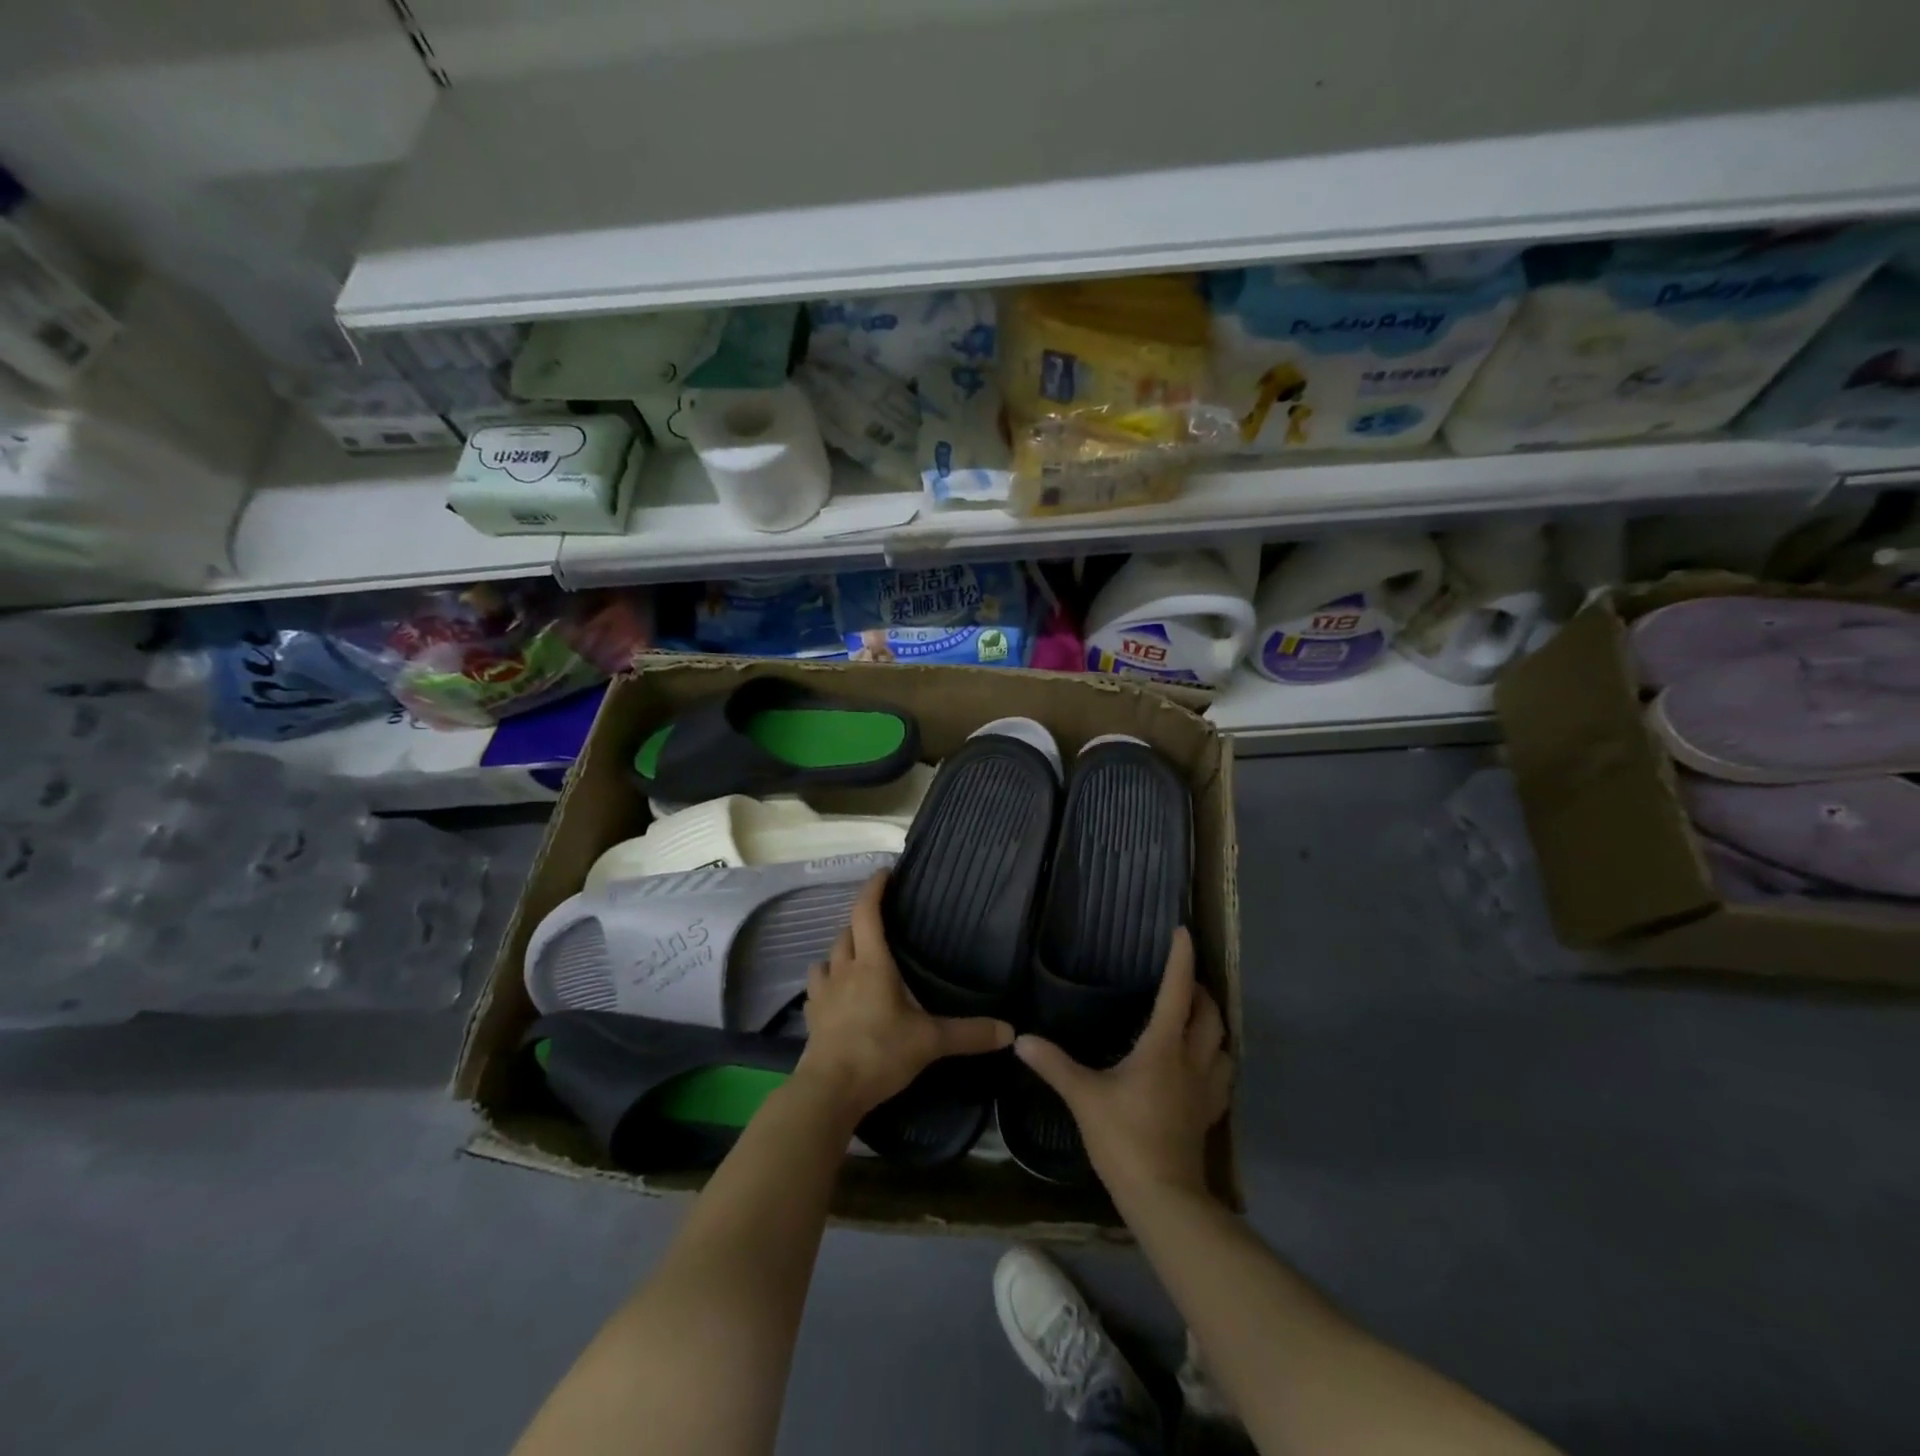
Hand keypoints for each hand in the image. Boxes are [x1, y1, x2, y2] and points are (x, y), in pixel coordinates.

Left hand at [795, 871, 1012, 1120]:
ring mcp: (823, 994)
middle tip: (881, 924)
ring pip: (827, 958)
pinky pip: (817, 989)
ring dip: (841, 952)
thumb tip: (1010, 1031)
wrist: (829, 1091)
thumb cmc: (879, 1052)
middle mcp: (844, 970)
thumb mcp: (930, 1042)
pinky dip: (827, 983)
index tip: (884, 873)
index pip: (867, 913)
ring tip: (857, 959)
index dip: (874, 889)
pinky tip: (838, 996)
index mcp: (872, 964)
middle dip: (860, 922)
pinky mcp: (812, 1017)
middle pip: (846, 932)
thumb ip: (969, 1034)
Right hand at [1013, 928, 1230, 1199]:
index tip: (1183, 933)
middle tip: (1183, 980)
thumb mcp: (1084, 1097)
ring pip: (1223, 1044)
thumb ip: (1054, 1065)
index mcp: (1164, 1047)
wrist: (1163, 1197)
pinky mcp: (1208, 1114)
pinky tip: (1200, 1064)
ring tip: (1195, 1018)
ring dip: (1213, 1024)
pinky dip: (1216, 1057)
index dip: (1181, 960)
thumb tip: (1021, 1040)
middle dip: (1200, 991)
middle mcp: (1192, 1060)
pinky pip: (1222, 1074)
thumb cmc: (1125, 1138)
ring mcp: (1206, 1089)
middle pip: (1210, 1015)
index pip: (1177, 992)